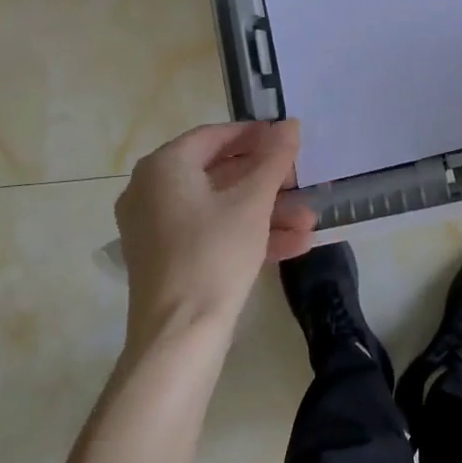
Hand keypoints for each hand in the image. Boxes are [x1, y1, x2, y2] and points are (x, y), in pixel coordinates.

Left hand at [114, 120, 317, 342]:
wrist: (179, 338)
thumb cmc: (214, 254)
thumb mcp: (252, 202)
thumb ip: (274, 158)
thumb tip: (290, 124)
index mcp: (163, 167)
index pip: (214, 136)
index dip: (255, 135)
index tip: (288, 139)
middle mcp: (152, 191)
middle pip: (219, 173)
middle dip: (268, 181)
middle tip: (301, 182)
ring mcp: (157, 228)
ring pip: (220, 207)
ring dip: (267, 212)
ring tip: (309, 222)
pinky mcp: (168, 260)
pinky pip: (212, 234)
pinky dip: (248, 235)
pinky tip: (294, 245)